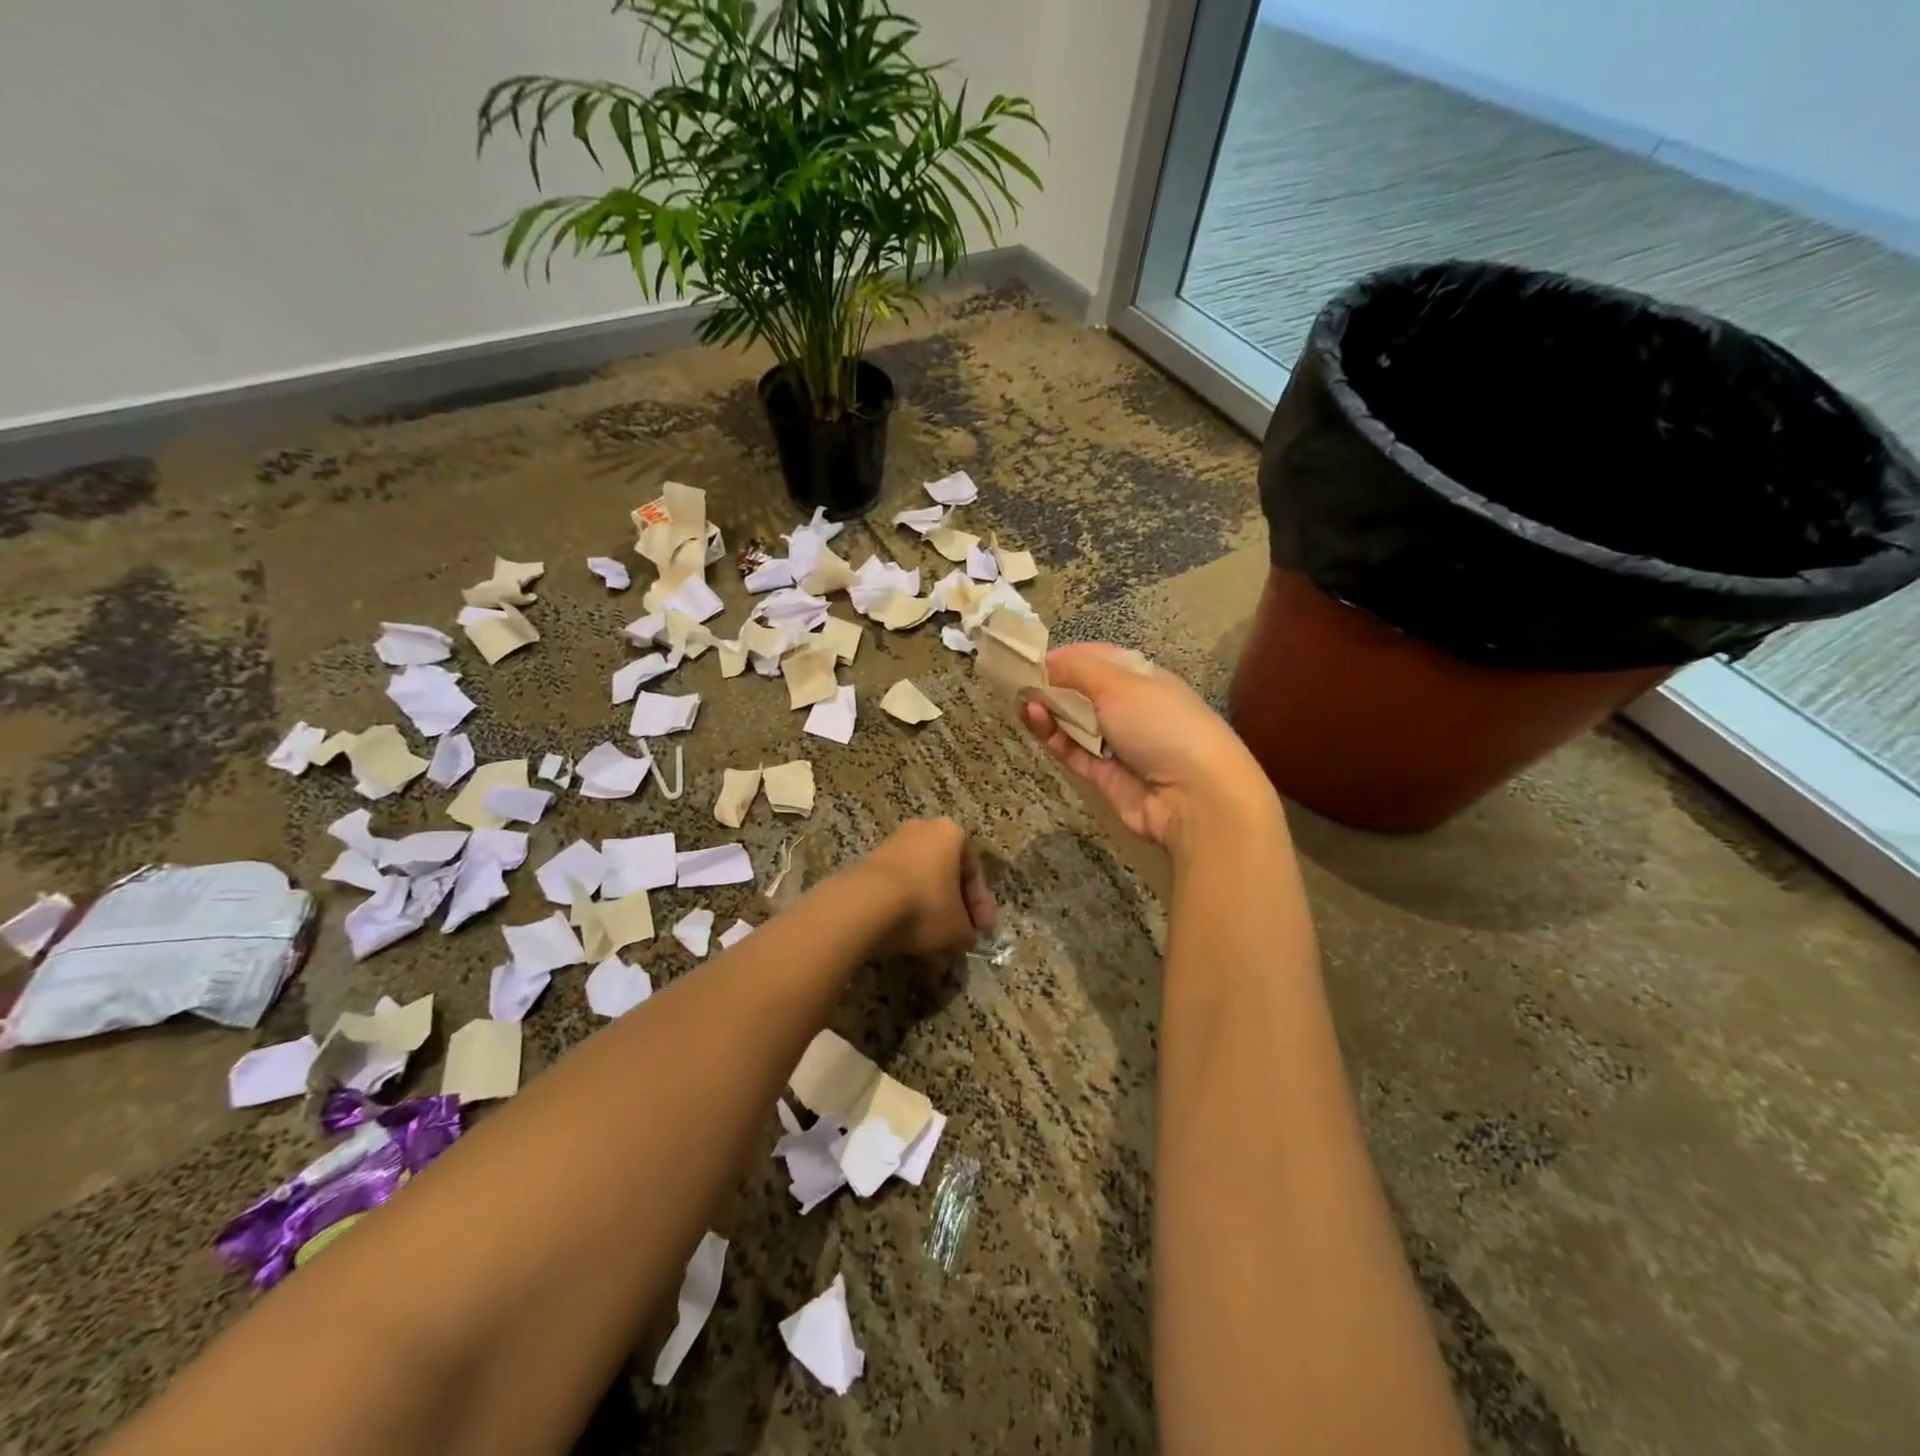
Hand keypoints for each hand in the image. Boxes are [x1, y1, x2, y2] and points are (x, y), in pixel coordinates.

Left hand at [856, 818, 995, 958]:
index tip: (982, 931)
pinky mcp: (867, 867)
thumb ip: (967, 932)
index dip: (980, 904)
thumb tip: (963, 938)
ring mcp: (890, 847)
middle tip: (958, 940)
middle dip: (952, 912)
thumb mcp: (958, 927)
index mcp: (950, 833)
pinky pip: (896, 893)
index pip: (973, 869)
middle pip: (944, 876)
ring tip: (932, 953)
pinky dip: (904, 917)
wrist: (864, 905)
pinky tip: (908, 947)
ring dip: (929, 919)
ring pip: (920, 887)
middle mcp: (920, 831)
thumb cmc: (925, 905)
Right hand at [1020, 644, 1281, 858]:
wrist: (1194, 796)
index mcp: (1142, 678)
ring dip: (1047, 709)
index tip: (1032, 658)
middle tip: (1017, 680)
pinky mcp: (1103, 774)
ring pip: (1073, 721)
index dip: (1065, 656)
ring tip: (1021, 701)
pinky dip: (1052, 735)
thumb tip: (1045, 662)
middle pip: (1082, 691)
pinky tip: (1033, 719)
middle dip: (1051, 684)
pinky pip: (1071, 749)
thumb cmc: (1160, 724)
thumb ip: (1077, 668)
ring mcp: (1117, 742)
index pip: (1098, 659)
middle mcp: (1129, 707)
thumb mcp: (1119, 684)